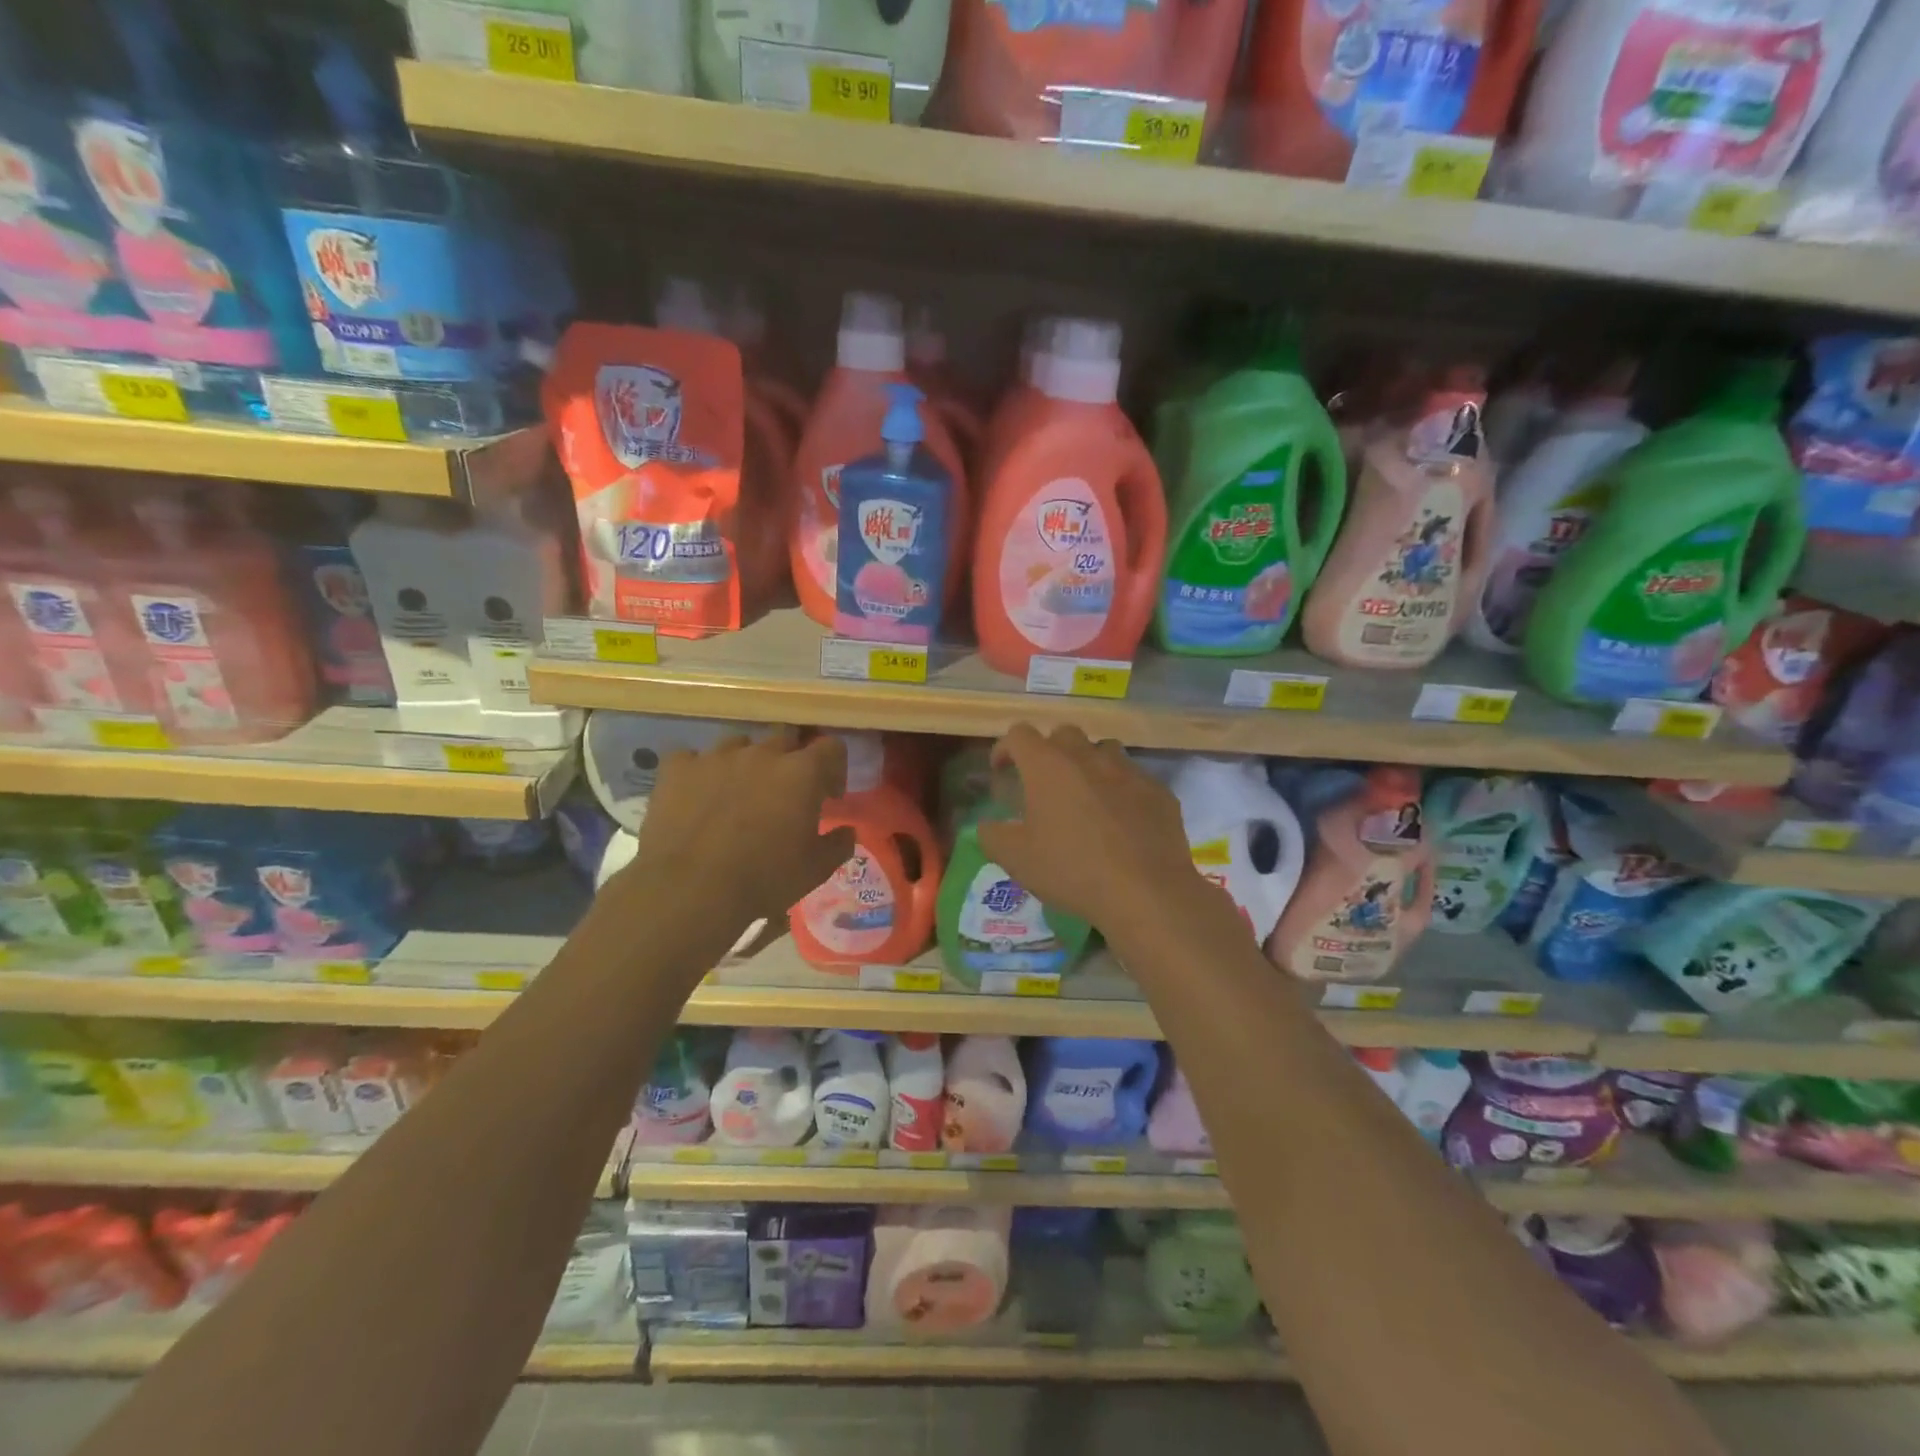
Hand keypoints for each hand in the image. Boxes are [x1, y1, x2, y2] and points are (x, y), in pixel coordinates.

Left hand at [615, 728, 855, 934]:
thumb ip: (838, 844)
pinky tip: (697, 796)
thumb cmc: (764, 878)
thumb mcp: (815, 870)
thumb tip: (847, 831)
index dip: (834, 768)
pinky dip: (699, 773)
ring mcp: (717, 756)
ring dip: (746, 762)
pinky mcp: (678, 768)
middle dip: (790, 760)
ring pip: (739, 744)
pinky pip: (692, 758)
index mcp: (802, 772)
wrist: (690, 889)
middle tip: (784, 792)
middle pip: (785, 738)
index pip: (831, 747)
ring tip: (738, 793)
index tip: (828, 795)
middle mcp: (762, 753)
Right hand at [976, 724, 1226, 943]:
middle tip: (1044, 785)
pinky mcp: (1158, 790)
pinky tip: (1121, 821)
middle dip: (1049, 752)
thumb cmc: (1072, 870)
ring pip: (1103, 750)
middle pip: (1063, 735)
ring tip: (1085, 797)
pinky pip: (1133, 778)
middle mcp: (1088, 756)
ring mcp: (1128, 770)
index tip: (1001, 772)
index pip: (1019, 735)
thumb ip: (992, 836)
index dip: (1005, 749)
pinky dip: (1121, 790)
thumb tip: (986, 826)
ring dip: (1088, 764)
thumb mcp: (1016, 860)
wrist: (1146, 892)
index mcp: (1048, 766)